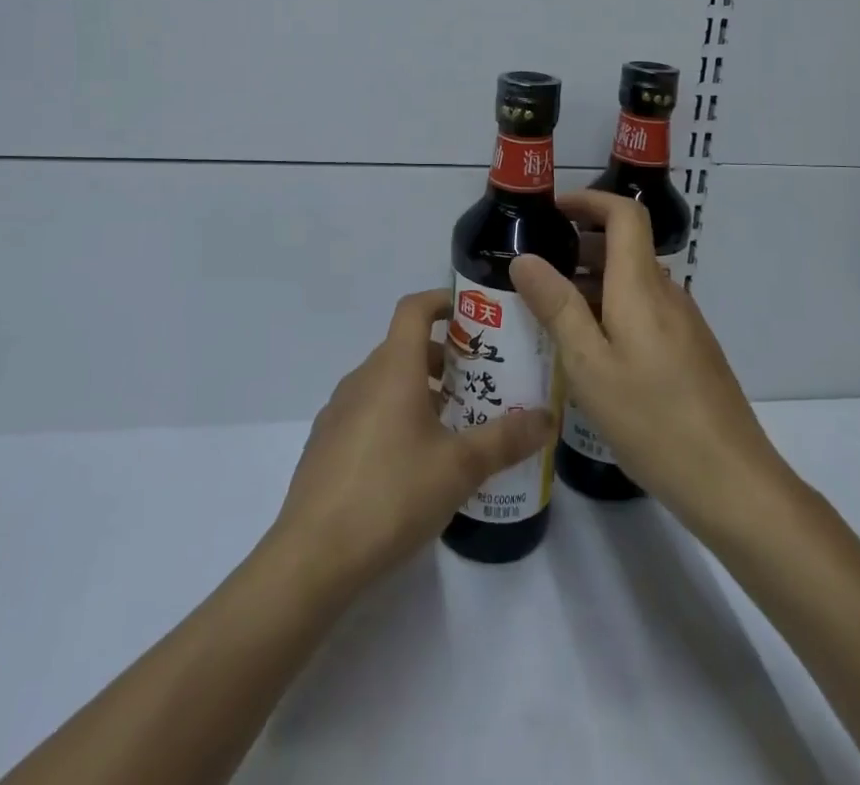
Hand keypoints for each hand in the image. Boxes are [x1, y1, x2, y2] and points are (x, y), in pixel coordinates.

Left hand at [271, 290, 552, 591]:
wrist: (312, 557)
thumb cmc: (391, 495)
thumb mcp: (459, 467)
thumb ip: (506, 439)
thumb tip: (548, 418)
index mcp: (393, 368)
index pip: (414, 308)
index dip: (442, 301)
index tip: (474, 316)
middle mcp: (362, 378)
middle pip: (404, 347)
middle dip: (444, 357)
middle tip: (480, 382)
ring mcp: (338, 411)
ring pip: (386, 382)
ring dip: (420, 389)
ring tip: (454, 425)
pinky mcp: (326, 444)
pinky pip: (368, 411)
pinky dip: (395, 416)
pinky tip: (414, 462)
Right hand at [511, 190, 788, 537]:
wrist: (732, 481)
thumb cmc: (652, 419)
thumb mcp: (589, 365)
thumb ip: (557, 307)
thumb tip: (525, 258)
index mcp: (642, 286)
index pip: (625, 214)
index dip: (590, 200)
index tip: (553, 210)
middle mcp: (667, 293)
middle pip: (626, 246)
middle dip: (580, 245)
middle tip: (536, 269)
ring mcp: (683, 323)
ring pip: (633, 282)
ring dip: (593, 282)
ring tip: (552, 312)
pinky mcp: (690, 350)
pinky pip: (645, 309)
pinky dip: (612, 309)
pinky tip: (591, 351)